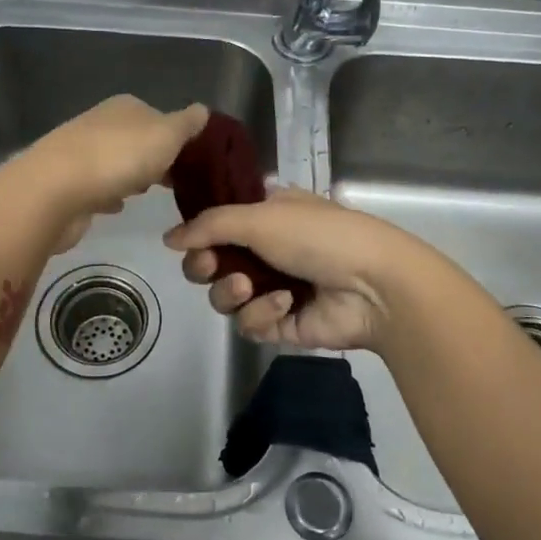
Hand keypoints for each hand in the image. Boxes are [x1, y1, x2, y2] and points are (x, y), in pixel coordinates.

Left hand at [13, 95, 209, 250]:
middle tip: (174, 183)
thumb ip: (186, 124)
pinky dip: (109, 195)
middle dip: (154, 159)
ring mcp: (81, 153)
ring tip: (147, 195)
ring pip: (117, 163)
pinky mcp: (68, 184)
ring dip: (131, 177)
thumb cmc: (118, 157)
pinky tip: (117, 207)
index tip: (192, 162)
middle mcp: (101, 123)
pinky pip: (98, 187)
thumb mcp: (166, 135)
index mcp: (125, 107)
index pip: (158, 117)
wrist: (55, 190)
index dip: (176, 138)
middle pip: (137, 140)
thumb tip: (203, 109)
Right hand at [163, 186, 412, 351]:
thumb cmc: (318, 236)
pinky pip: (249, 323)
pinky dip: (262, 312)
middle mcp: (266, 250)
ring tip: (247, 286)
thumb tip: (168, 240)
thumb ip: (209, 225)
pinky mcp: (280, 324)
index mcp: (266, 215)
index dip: (199, 232)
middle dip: (206, 265)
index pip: (217, 223)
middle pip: (212, 263)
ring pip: (224, 296)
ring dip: (230, 291)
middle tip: (211, 265)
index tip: (190, 238)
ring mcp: (272, 288)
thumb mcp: (260, 216)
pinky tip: (285, 303)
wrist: (372, 285)